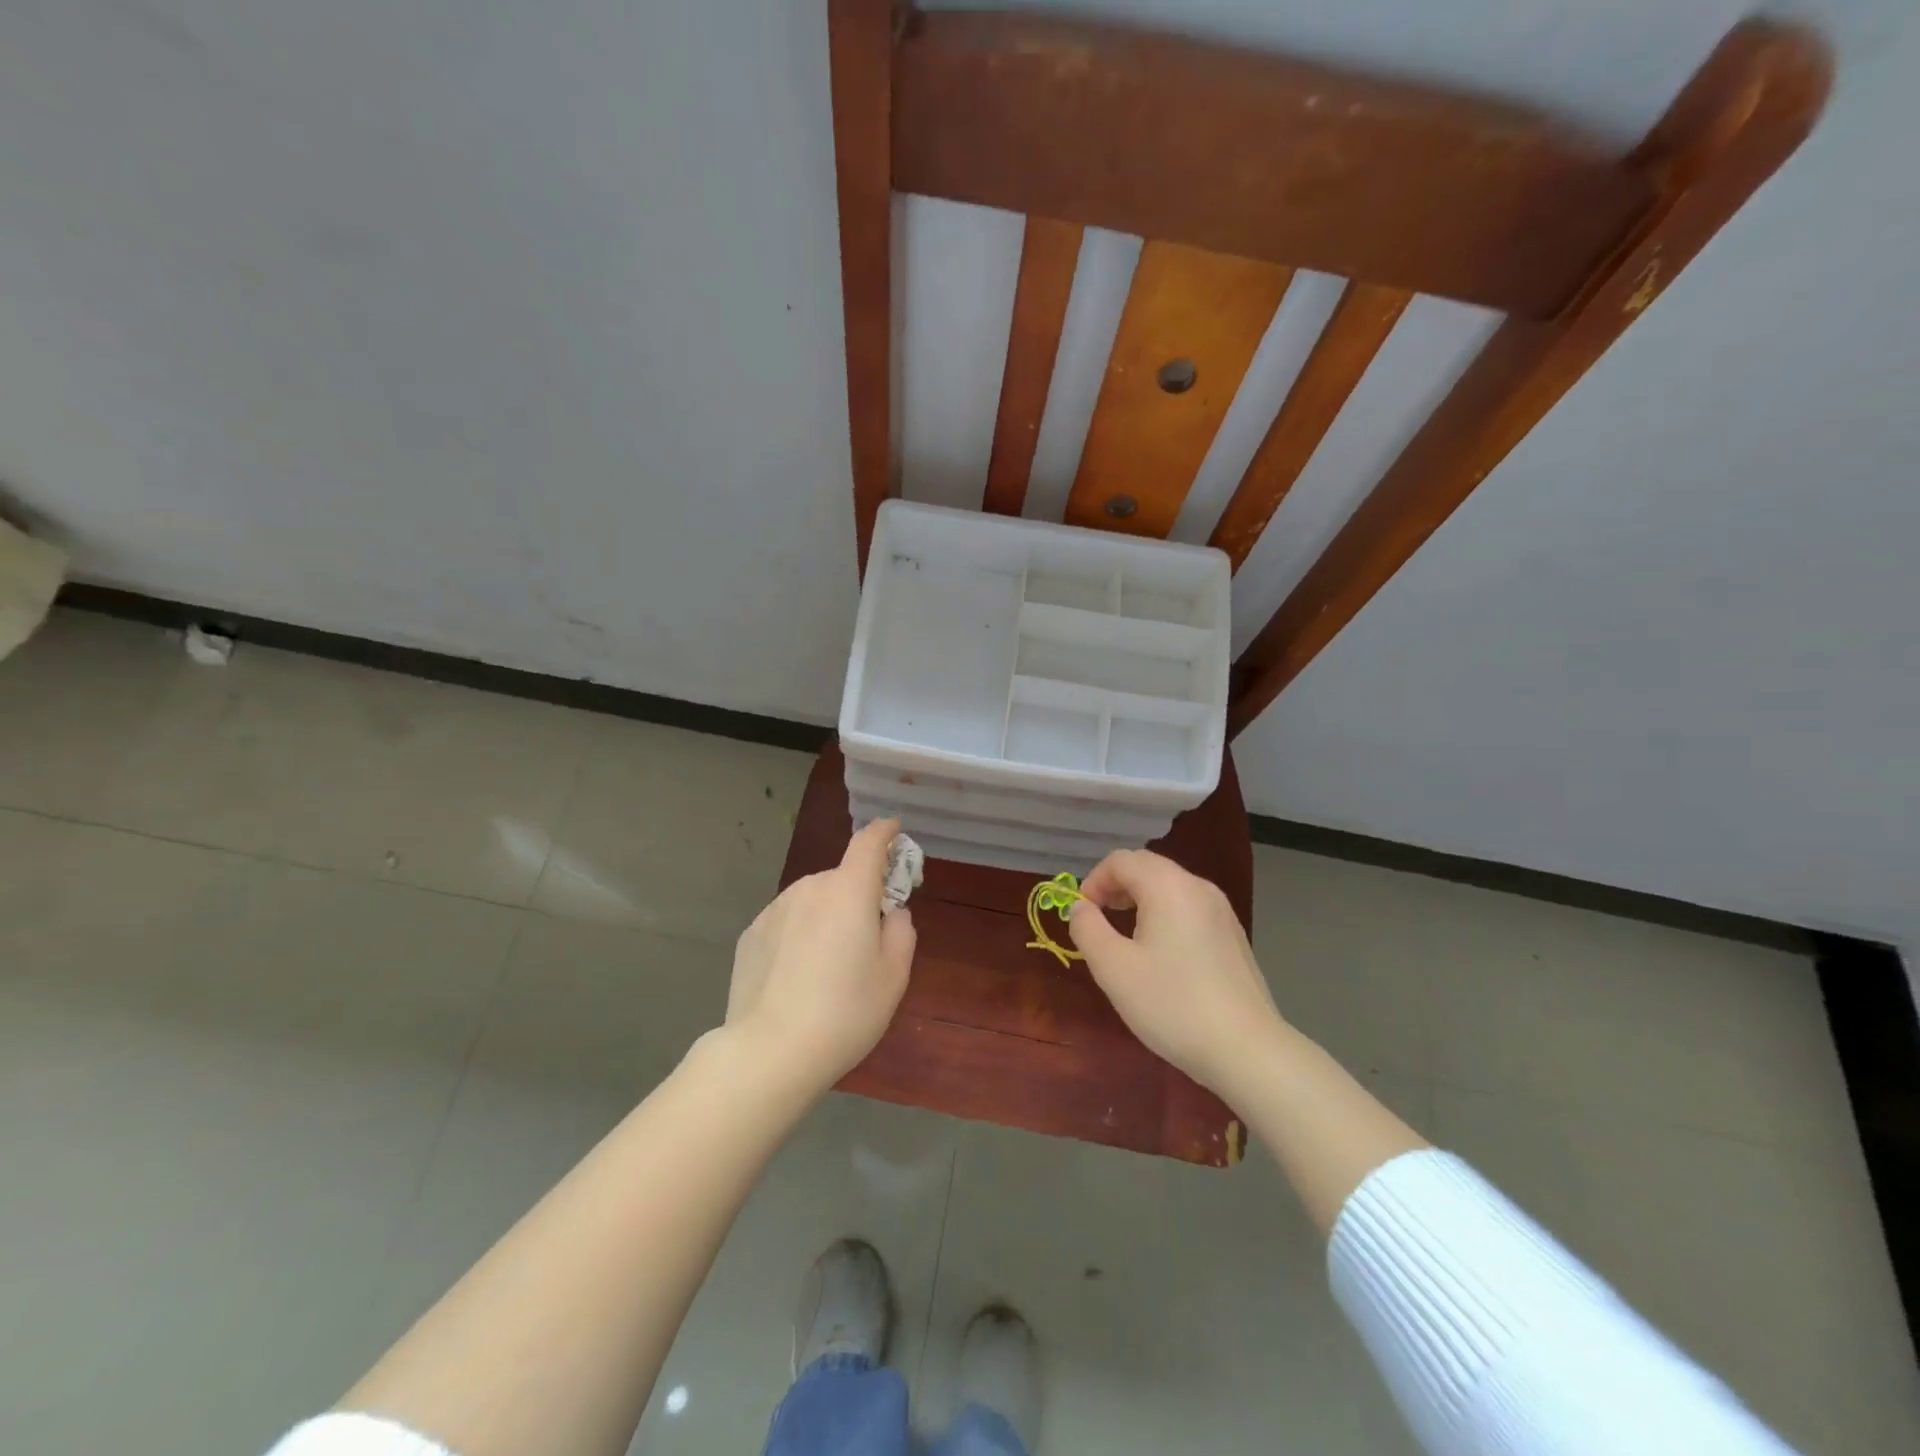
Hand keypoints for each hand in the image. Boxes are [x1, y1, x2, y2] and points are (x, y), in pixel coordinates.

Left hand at [725, 818, 916, 1089]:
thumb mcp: (894, 975)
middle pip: (841, 880)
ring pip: (812, 902)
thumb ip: (901, 931)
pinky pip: (786, 923)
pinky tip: (795, 979)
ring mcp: (774, 909)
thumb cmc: (845, 1011)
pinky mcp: (750, 934)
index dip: (884, 832)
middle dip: (856, 897)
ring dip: (825, 918)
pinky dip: (798, 936)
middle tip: (864, 943)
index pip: (869, 842)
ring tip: (826, 969)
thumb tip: (889, 913)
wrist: (769, 1051)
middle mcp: (809, 888)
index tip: (894, 830)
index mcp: (849, 891)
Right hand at [1068, 849, 1282, 1094]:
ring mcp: (1221, 910)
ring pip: (1169, 887)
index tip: (1082, 916)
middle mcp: (1198, 886)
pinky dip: (1165, 915)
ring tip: (1126, 939)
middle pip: (1147, 867)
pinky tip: (1161, 956)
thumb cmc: (1172, 1003)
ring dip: (1139, 901)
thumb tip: (1080, 907)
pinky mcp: (1233, 935)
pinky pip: (1189, 908)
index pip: (1120, 860)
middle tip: (1099, 922)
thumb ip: (1088, 929)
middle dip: (1115, 887)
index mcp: (1167, 886)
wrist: (1246, 1050)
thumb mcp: (1114, 969)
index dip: (1093, 881)